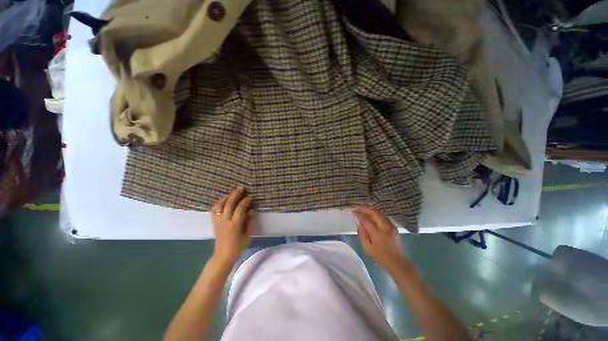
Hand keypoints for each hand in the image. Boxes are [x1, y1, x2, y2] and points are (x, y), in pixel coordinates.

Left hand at [210, 187, 252, 266]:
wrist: (223, 255)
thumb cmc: (238, 246)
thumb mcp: (247, 235)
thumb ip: (249, 222)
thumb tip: (251, 210)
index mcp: (235, 225)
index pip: (240, 209)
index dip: (245, 201)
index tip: (250, 196)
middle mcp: (225, 221)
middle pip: (229, 204)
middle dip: (235, 195)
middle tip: (241, 188)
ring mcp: (218, 221)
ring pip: (220, 205)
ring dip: (226, 197)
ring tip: (232, 192)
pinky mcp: (214, 222)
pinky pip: (214, 210)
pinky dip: (218, 203)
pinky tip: (223, 200)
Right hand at [353, 205, 405, 270]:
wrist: (396, 261)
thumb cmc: (379, 256)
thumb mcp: (366, 247)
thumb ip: (361, 233)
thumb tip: (358, 222)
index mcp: (377, 233)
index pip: (366, 219)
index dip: (358, 214)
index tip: (353, 212)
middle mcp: (384, 227)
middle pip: (374, 212)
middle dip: (364, 208)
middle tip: (357, 207)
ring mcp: (390, 225)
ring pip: (379, 212)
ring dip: (370, 209)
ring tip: (362, 208)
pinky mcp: (393, 226)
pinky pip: (383, 216)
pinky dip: (376, 212)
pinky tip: (371, 213)